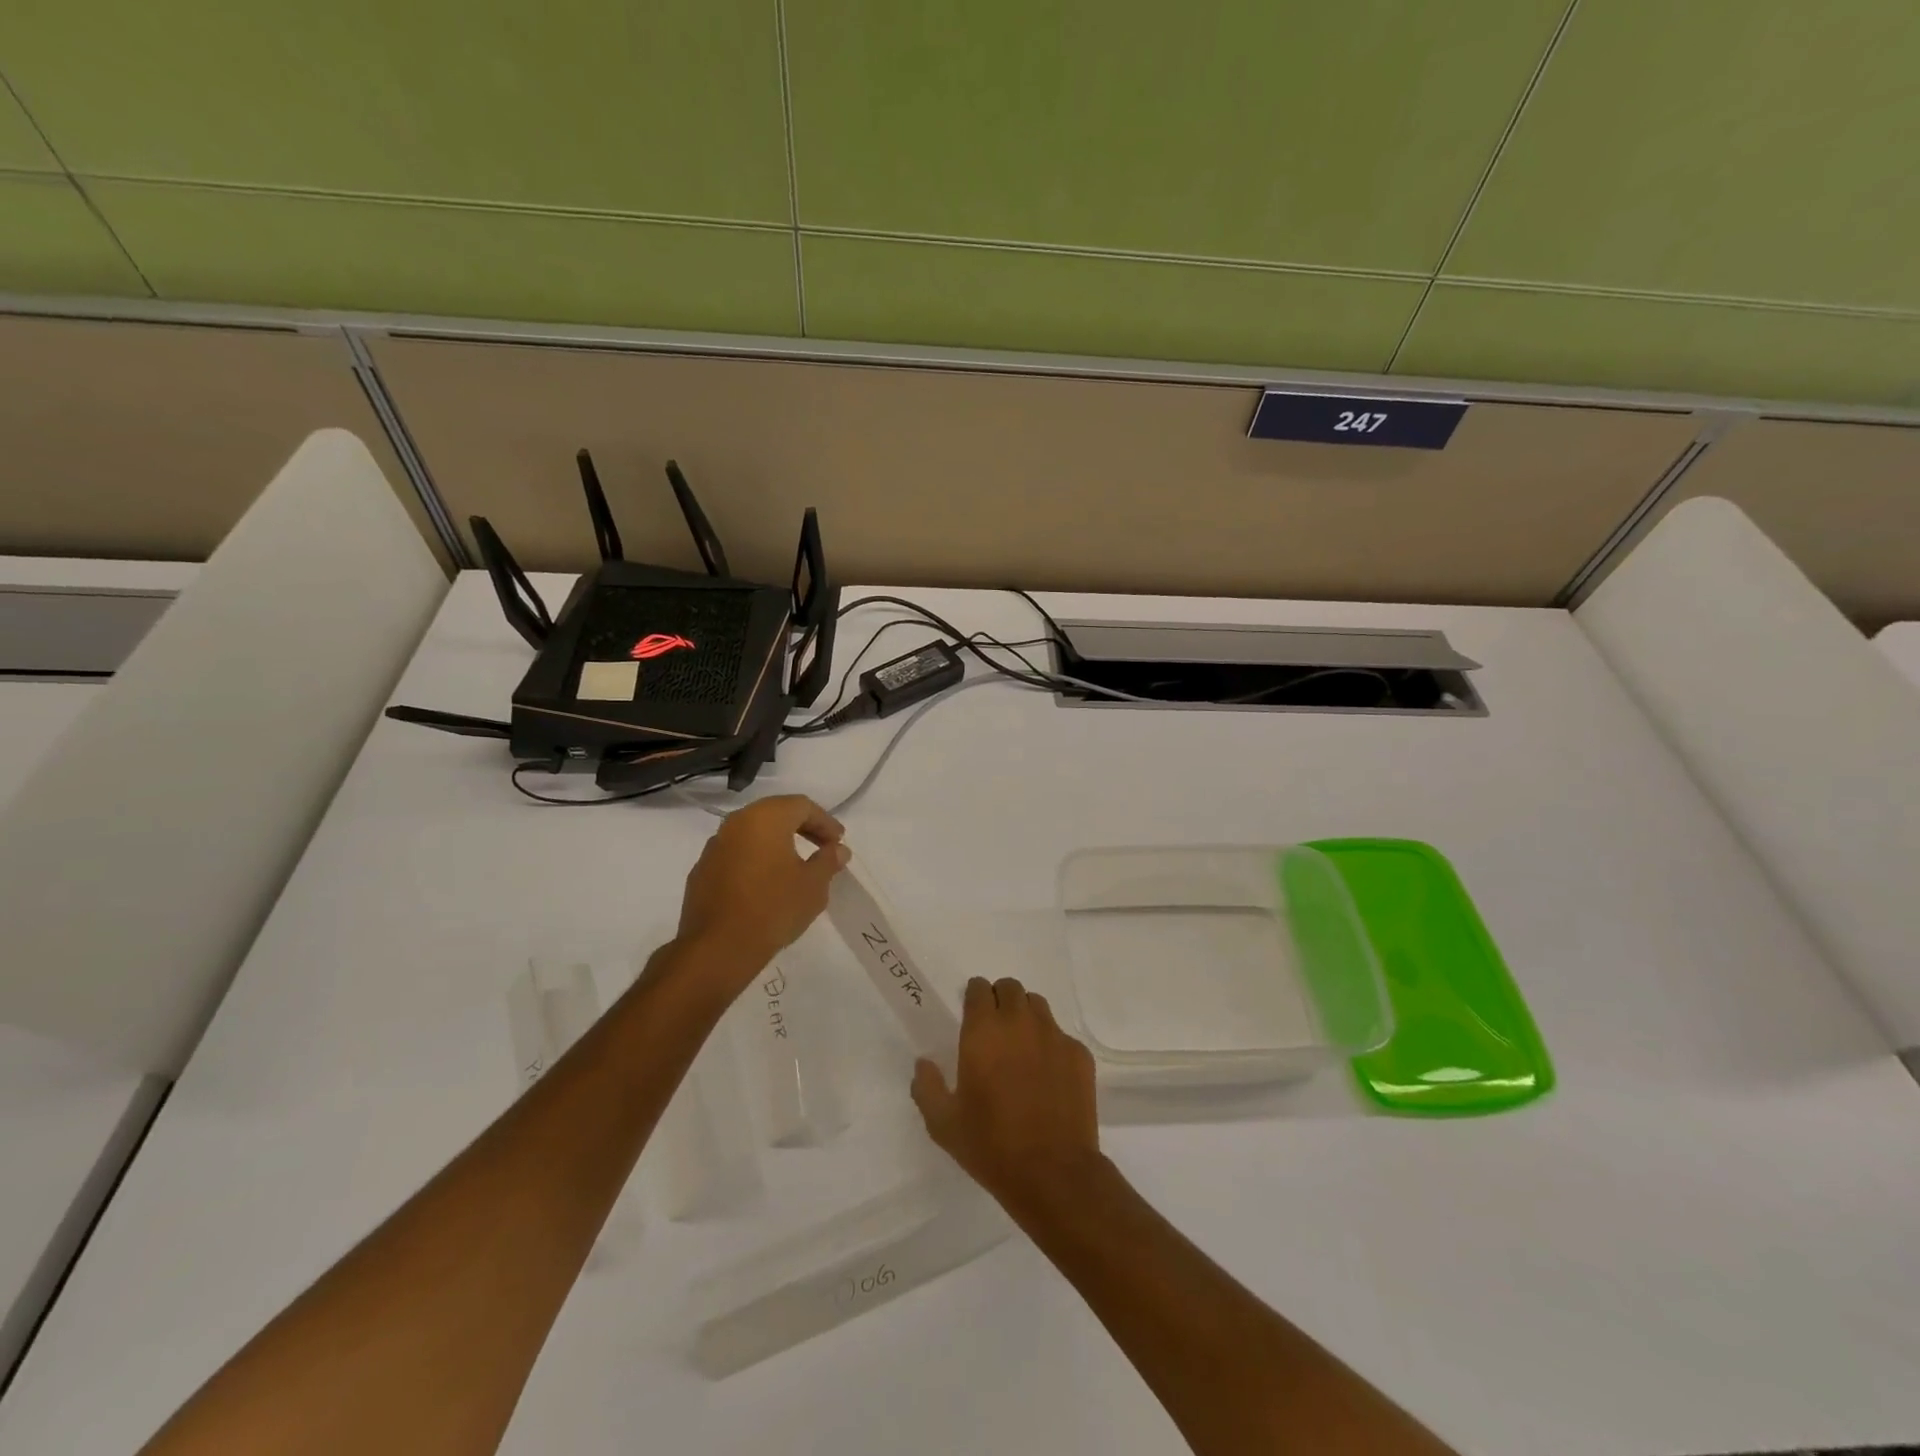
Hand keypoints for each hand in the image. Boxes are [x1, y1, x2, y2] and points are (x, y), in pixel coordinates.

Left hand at [674, 795, 848, 990]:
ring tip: (795, 866)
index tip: (839, 843)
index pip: (802, 806)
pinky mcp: (701, 871)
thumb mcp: (813, 885)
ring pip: (753, 834)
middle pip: (775, 814)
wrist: (718, 948)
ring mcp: (714, 846)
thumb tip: (838, 849)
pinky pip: (736, 855)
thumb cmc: (773, 908)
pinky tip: (766, 884)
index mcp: (765, 818)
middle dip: (802, 828)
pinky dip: (755, 860)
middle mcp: (736, 823)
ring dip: (777, 844)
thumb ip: (828, 861)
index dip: (825, 822)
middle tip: (822, 848)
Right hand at [911, 976, 1102, 1218]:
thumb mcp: (944, 1124)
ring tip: (1021, 1047)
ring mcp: (1053, 1035)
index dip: (974, 997)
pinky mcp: (1079, 1054)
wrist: (1054, 1173)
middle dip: (1000, 1000)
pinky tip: (1047, 1074)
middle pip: (1010, 988)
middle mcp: (1019, 1022)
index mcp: (983, 1031)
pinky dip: (1050, 1044)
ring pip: (1037, 1005)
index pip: (979, 989)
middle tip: (994, 1030)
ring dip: (1025, 1016)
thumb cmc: (992, 1146)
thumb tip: (923, 1064)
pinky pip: (1061, 1035)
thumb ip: (927, 1087)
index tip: (971, 1015)